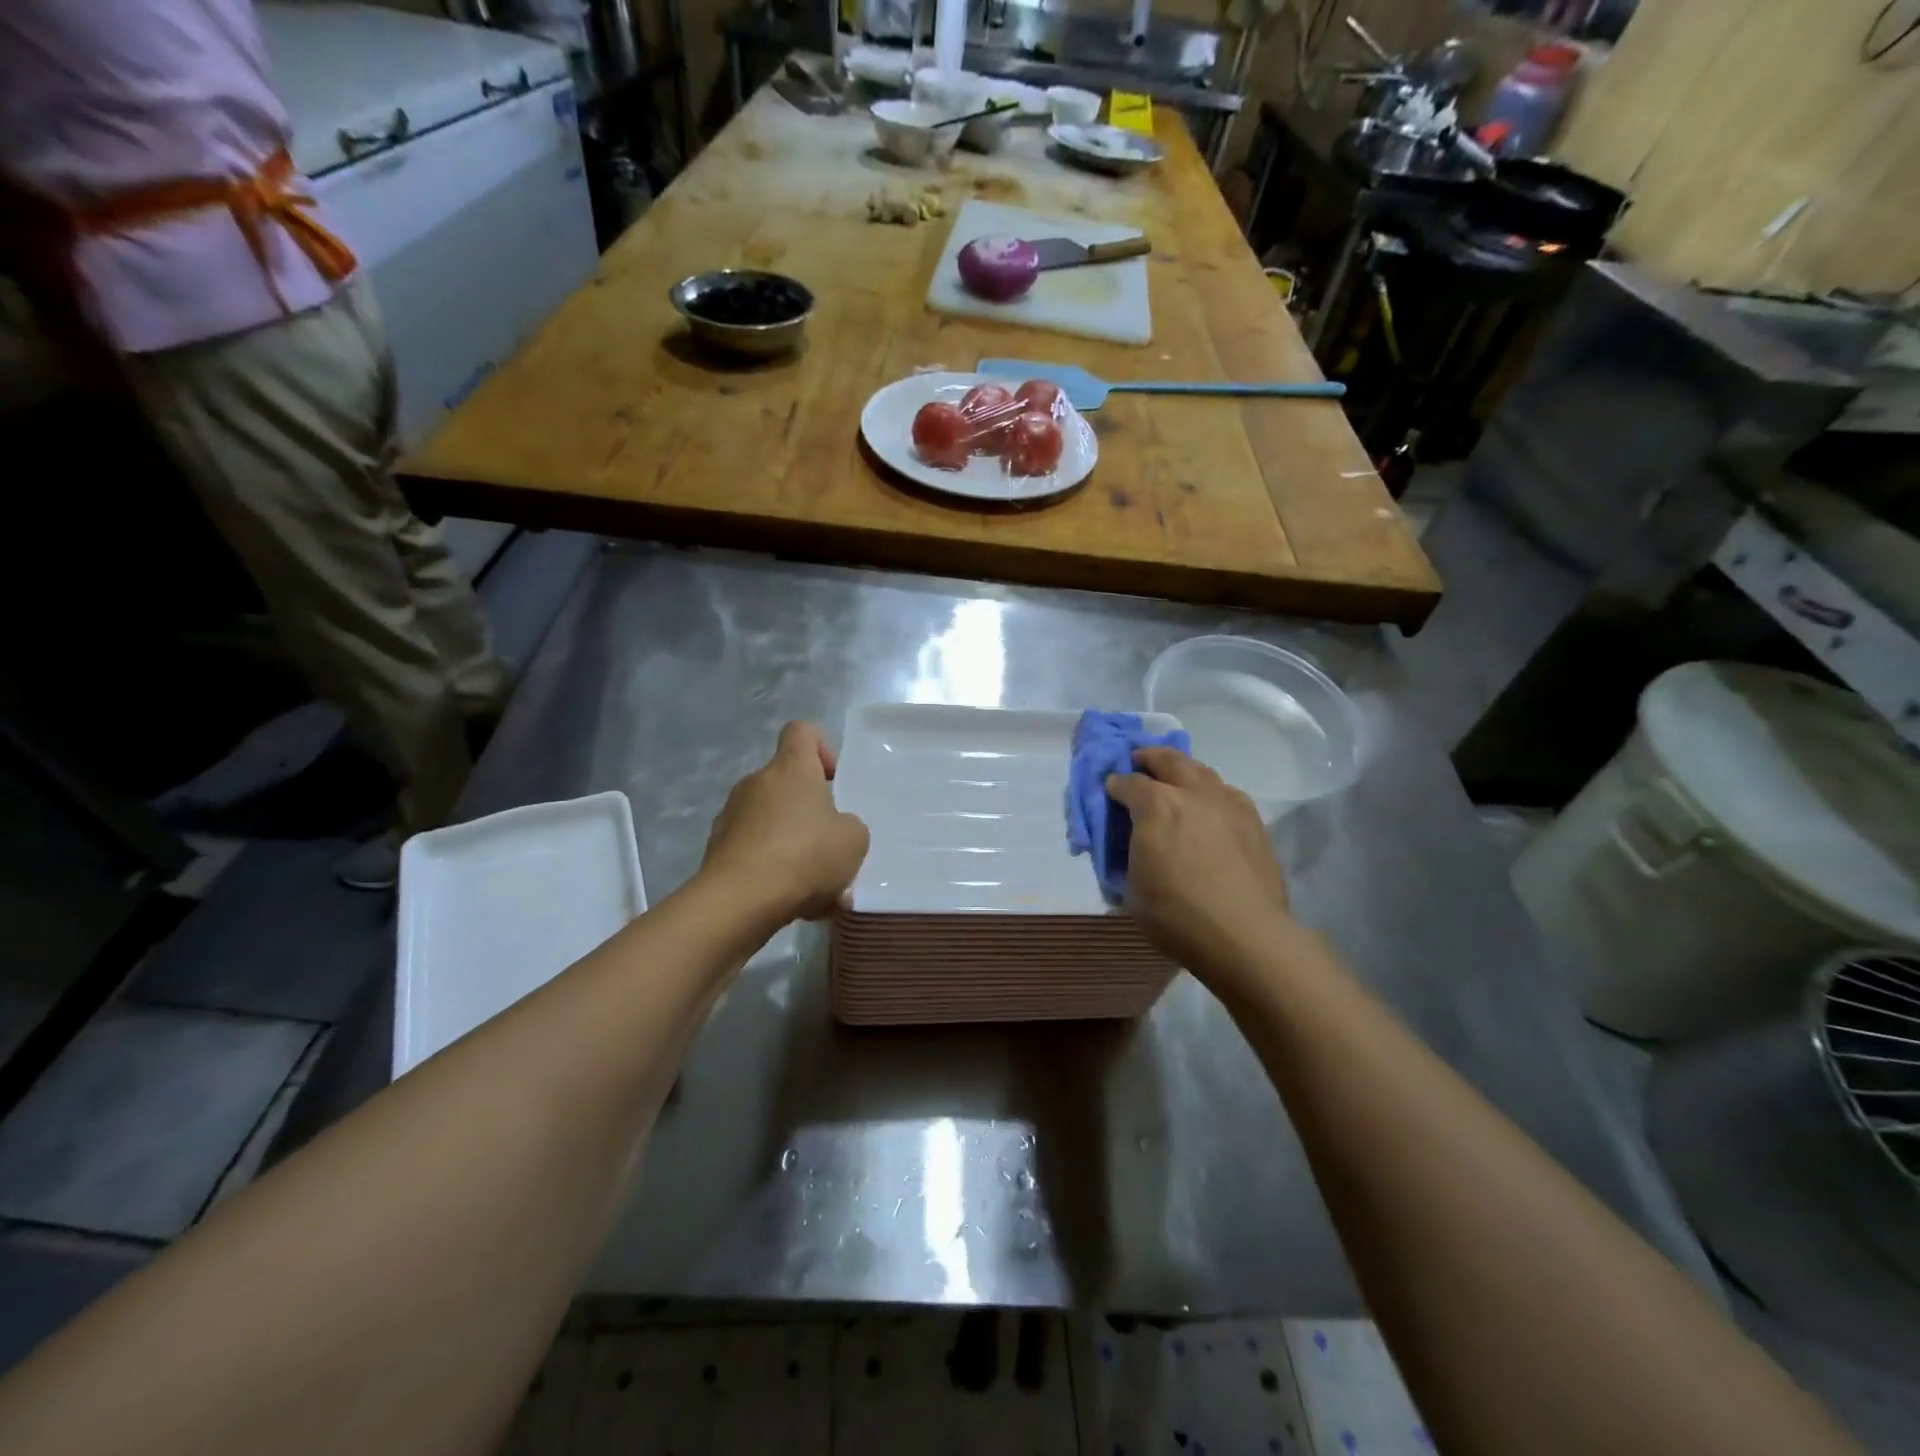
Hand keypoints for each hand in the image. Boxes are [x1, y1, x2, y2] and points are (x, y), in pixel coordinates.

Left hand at [701, 722, 869, 921]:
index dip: (822, 748)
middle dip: (810, 811)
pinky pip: (754, 851)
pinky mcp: (716, 849)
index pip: (802, 731)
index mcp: (790, 769)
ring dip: (792, 844)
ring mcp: (730, 816)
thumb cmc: (804, 856)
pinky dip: (771, 869)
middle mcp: (756, 783)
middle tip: (830, 846)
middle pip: (787, 783)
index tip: (833, 781)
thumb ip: (849, 826)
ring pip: (771, 821)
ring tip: (814, 886)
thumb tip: (833, 829)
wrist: (739, 901)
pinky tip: (790, 901)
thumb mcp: (854, 840)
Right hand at [1105, 748, 1292, 985]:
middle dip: (1149, 758)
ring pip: (1202, 771)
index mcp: (1156, 806)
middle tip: (1139, 762)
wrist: (1245, 935)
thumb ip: (1126, 858)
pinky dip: (1211, 793)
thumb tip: (1128, 851)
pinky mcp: (1253, 821)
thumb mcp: (1131, 890)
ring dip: (1183, 771)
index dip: (1114, 784)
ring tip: (1175, 782)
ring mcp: (1228, 804)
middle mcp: (1192, 793)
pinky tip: (1209, 809)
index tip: (1109, 790)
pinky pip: (1227, 794)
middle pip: (1168, 760)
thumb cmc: (1177, 915)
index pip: (1128, 782)